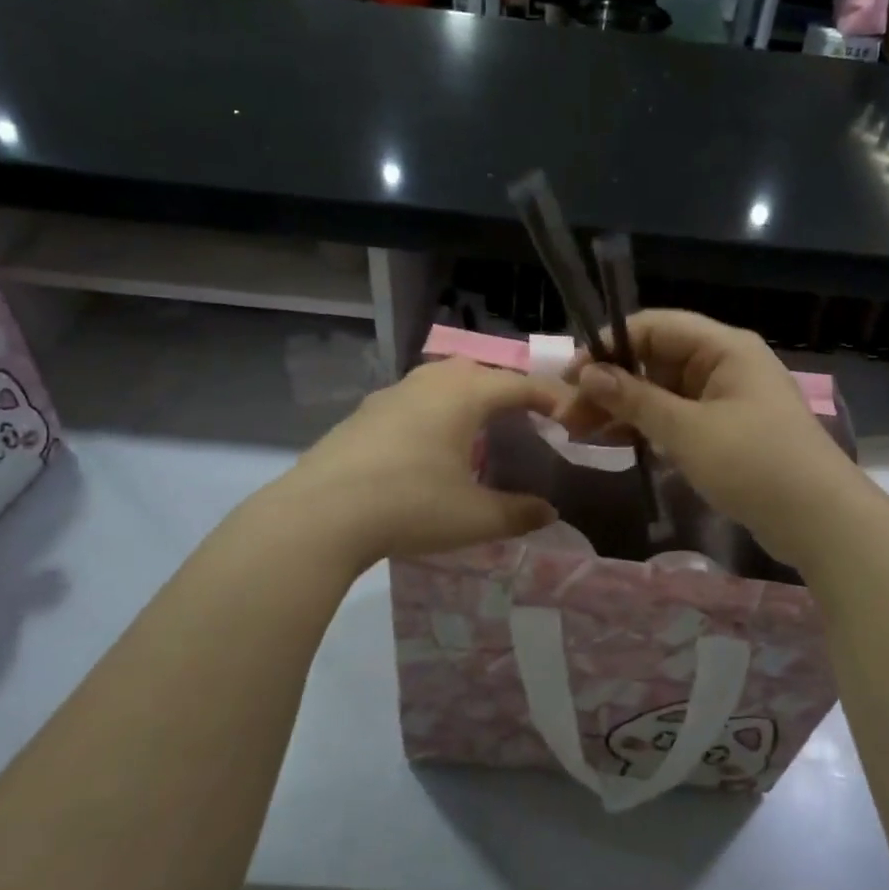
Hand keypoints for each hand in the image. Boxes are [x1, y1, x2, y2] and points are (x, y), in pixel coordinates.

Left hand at [277, 359, 560, 568]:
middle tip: (524, 417)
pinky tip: (429, 446)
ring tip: (478, 430)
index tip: (569, 414)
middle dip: (505, 389)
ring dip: (466, 398)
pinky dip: (435, 412)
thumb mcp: (474, 517)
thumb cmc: (410, 506)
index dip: (548, 397)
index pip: (518, 384)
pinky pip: (412, 401)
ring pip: (439, 382)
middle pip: (477, 372)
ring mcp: (390, 396)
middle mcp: (428, 384)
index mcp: (462, 395)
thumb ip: (517, 513)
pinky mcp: (363, 415)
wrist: (319, 515)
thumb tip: (549, 513)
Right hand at [558, 311, 866, 565]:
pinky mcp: (725, 431)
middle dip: (611, 382)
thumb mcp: (688, 430)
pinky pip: (676, 417)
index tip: (572, 376)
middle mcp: (724, 364)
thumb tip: (588, 374)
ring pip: (662, 391)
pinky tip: (614, 442)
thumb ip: (635, 399)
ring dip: (623, 407)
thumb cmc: (754, 463)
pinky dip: (646, 426)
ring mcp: (725, 399)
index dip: (609, 346)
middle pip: (655, 359)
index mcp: (723, 347)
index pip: (655, 326)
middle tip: (569, 414)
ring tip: (580, 432)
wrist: (820, 520)